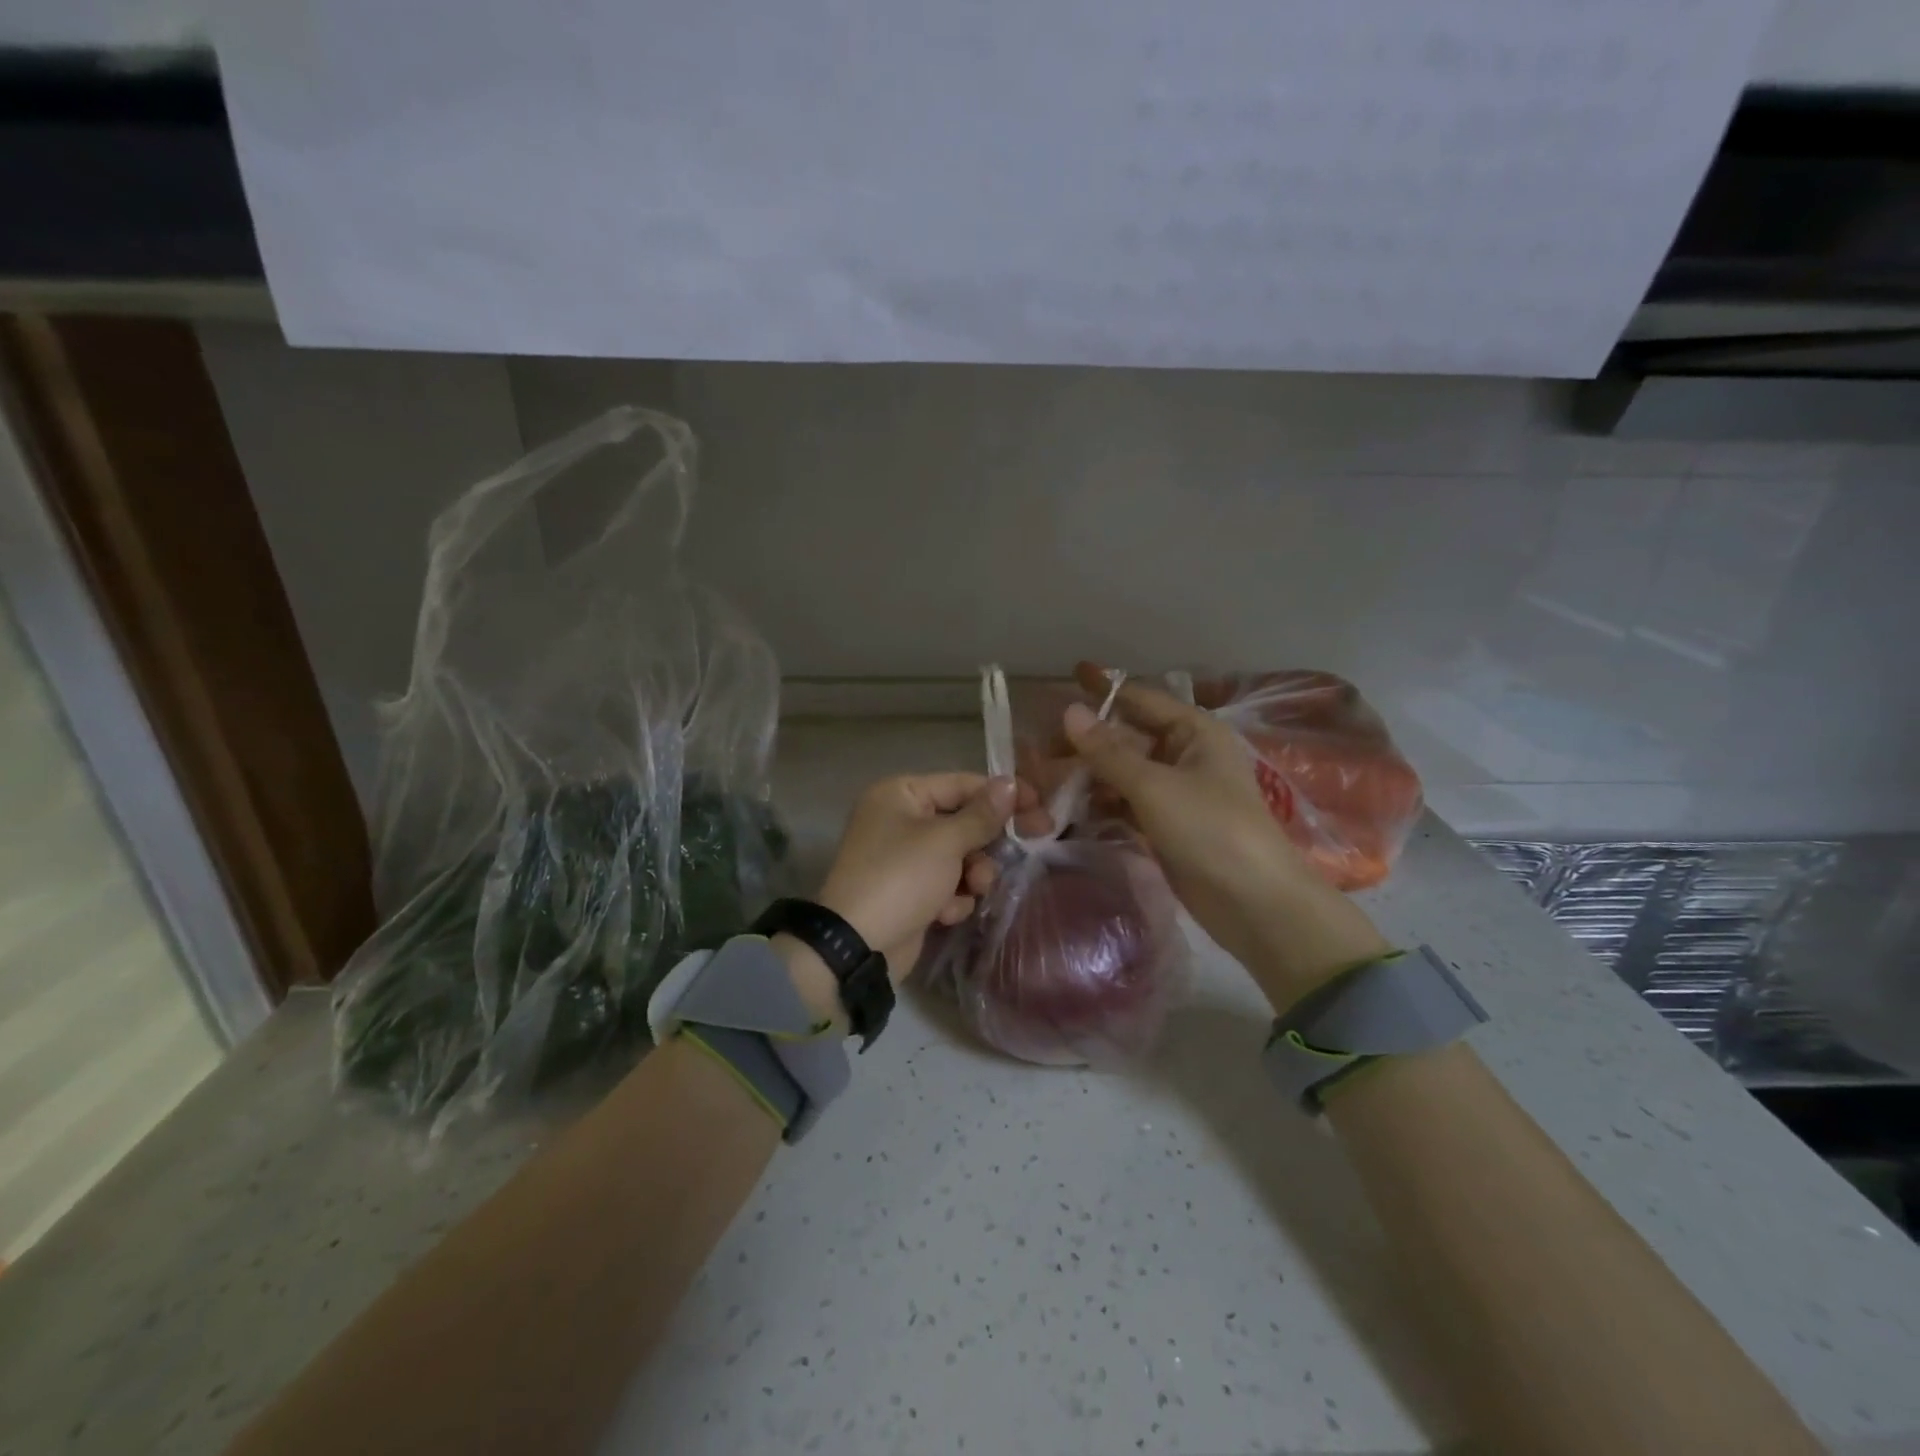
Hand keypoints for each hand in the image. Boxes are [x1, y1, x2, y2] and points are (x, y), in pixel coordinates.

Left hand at [779, 774, 1037, 1030]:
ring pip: (958, 856)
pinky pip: (944, 884)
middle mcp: (899, 819)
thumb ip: (982, 814)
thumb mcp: (946, 841)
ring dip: (972, 873)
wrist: (858, 946)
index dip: (1002, 794)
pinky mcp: (908, 891)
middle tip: (1037, 840)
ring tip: (974, 889)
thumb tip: (1010, 783)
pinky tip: (946, 913)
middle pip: (962, 821)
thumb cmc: (901, 878)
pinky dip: (951, 897)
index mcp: (900, 794)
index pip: (962, 784)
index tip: (1040, 807)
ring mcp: (902, 858)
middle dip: (987, 841)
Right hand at [1061, 663, 1390, 1011]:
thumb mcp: (1154, 786)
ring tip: (1044, 781)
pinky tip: (1069, 808)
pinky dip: (1101, 803)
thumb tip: (1069, 711)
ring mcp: (1175, 791)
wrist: (1254, 904)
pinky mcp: (1166, 825)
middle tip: (1038, 750)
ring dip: (1089, 775)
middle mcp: (1185, 754)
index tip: (1066, 678)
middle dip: (1086, 742)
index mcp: (1193, 731)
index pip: (1140, 699)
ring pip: (1123, 772)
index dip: (1103, 690)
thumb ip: (1108, 751)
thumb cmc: (1210, 830)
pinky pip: (1127, 802)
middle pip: (1126, 737)